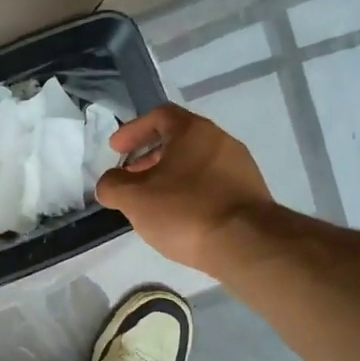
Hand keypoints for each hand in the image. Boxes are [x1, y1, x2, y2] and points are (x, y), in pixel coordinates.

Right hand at [96, 104, 273, 272]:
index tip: (116, 150)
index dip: (133, 131)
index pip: (159, 116)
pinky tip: (180, 216)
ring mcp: (240, 167)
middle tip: (130, 177)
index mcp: (193, 131)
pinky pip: (212, 183)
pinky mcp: (250, 193)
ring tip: (153, 201)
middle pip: (179, 139)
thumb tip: (109, 183)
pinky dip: (191, 191)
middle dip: (149, 156)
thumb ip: (113, 186)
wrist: (247, 244)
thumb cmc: (185, 211)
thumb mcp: (135, 200)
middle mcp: (221, 140)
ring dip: (170, 176)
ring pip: (196, 163)